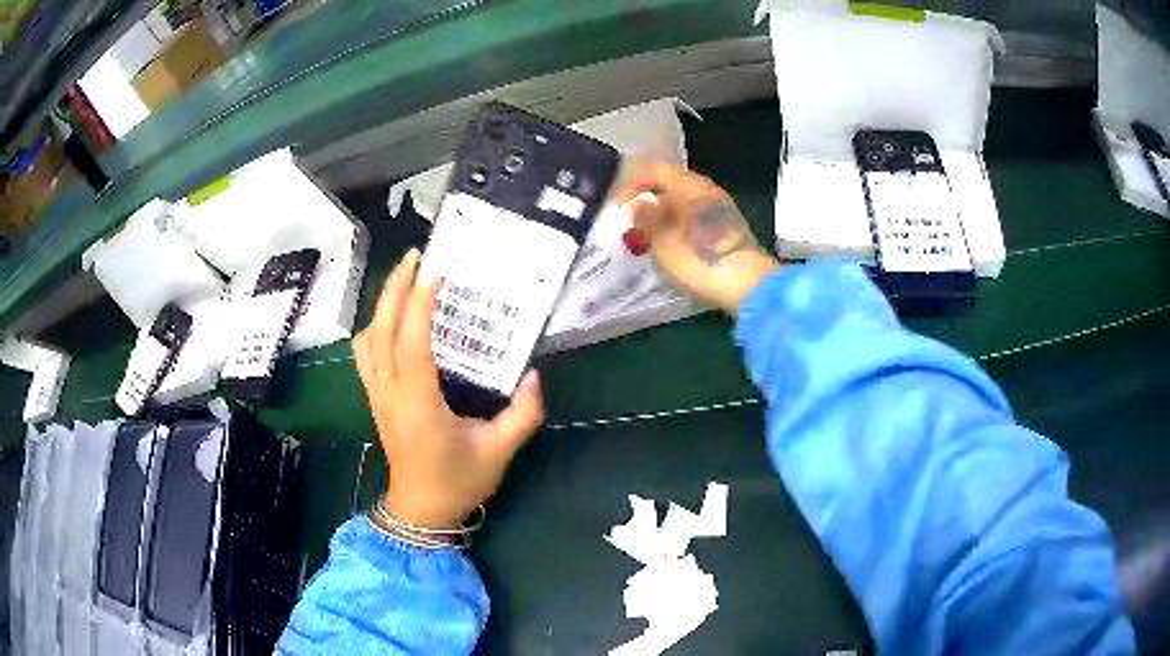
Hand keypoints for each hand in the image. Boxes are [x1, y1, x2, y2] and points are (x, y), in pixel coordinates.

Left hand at [352, 248, 544, 530]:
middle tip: (415, 257)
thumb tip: (534, 375)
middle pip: (379, 331)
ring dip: (382, 305)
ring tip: (405, 282)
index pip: (411, 344)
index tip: (435, 272)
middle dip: (394, 289)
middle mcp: (390, 394)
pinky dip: (375, 327)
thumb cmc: (458, 482)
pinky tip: (393, 320)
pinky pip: (365, 354)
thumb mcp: (499, 452)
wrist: (421, 510)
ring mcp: (377, 396)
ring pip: (366, 340)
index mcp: (419, 405)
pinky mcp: (375, 399)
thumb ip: (522, 414)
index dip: (419, 306)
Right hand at [617, 161, 779, 314]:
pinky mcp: (728, 229)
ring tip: (648, 237)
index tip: (619, 207)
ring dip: (664, 216)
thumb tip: (638, 205)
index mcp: (690, 185)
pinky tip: (672, 246)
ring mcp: (721, 209)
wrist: (748, 286)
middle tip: (632, 223)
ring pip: (684, 203)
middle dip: (649, 201)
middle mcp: (707, 190)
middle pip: (671, 185)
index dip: (633, 184)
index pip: (655, 170)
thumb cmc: (701, 258)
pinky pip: (695, 218)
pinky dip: (679, 226)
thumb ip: (646, 218)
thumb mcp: (663, 239)